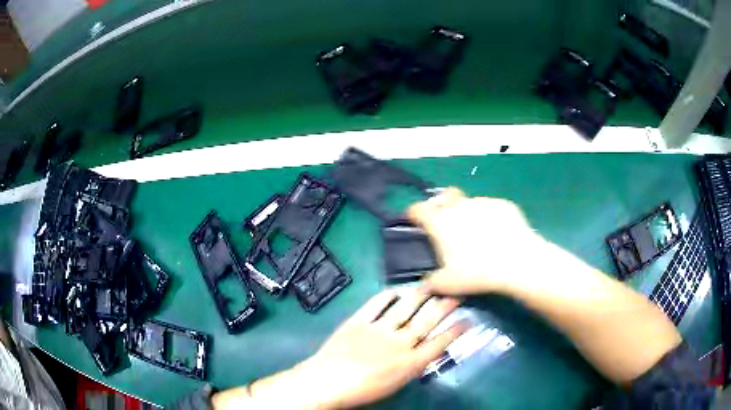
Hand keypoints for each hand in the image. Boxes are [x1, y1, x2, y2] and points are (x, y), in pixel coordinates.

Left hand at [222, 288, 466, 409]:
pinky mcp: (359, 321)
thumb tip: (425, 354)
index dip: (456, 330)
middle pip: (427, 321)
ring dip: (421, 295)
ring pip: (406, 308)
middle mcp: (399, 343)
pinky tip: (397, 290)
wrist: (326, 382)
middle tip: (457, 293)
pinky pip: (376, 303)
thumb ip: (412, 368)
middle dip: (445, 306)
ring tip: (433, 284)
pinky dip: (388, 295)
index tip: (468, 319)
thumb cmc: (362, 391)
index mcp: (409, 363)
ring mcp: (378, 329)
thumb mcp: (395, 384)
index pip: (440, 343)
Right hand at [408, 187, 546, 294]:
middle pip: (442, 196)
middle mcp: (459, 206)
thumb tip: (422, 285)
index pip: (417, 209)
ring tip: (475, 233)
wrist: (517, 262)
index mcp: (440, 221)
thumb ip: (430, 283)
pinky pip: (490, 207)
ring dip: (465, 212)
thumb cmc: (477, 273)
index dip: (412, 214)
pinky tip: (497, 232)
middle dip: (438, 204)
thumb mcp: (448, 284)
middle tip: (443, 222)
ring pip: (468, 202)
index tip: (413, 221)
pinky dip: (488, 216)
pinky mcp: (503, 205)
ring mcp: (482, 202)